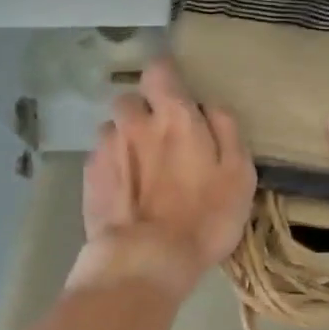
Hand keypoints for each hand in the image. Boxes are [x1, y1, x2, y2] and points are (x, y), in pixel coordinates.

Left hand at [67, 59, 257, 297]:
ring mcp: (106, 148)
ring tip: (139, 169)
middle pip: (130, 99)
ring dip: (124, 139)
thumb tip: (210, 106)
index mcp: (174, 116)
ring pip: (112, 128)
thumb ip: (227, 132)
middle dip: (142, 111)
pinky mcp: (89, 176)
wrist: (146, 260)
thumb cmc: (204, 218)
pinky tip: (124, 191)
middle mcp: (134, 122)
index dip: (166, 76)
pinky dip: (112, 166)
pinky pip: (100, 157)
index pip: (160, 69)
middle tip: (159, 138)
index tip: (174, 92)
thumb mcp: (239, 175)